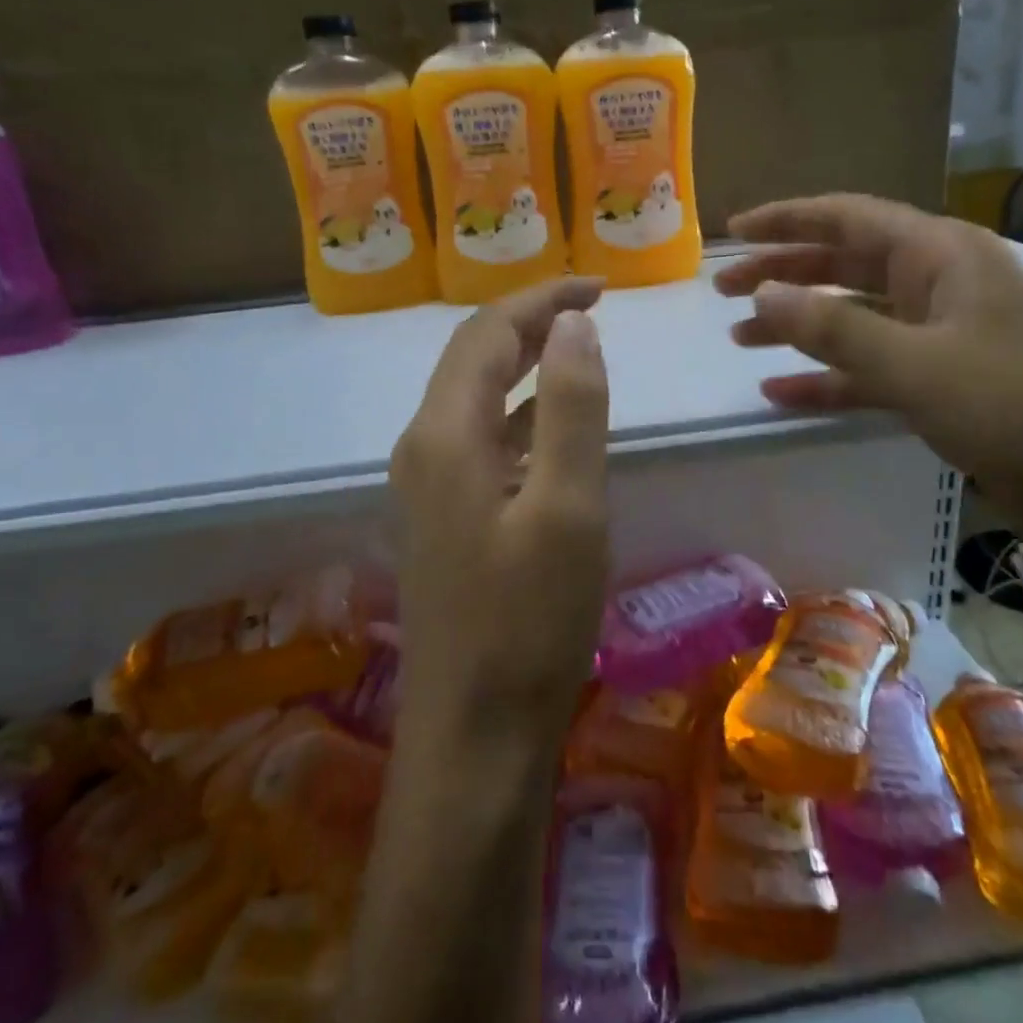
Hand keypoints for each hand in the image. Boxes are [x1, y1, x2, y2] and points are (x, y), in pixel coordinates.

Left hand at [390, 278, 610, 749]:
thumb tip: (572, 324)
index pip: (487, 334)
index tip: (599, 287)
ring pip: (475, 400)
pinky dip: (520, 415)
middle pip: (472, 359)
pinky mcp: (444, 521)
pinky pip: (481, 441)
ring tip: (578, 350)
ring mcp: (427, 488)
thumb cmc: (528, 622)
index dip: (540, 299)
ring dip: (524, 366)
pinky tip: (554, 428)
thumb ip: (572, 407)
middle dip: (529, 323)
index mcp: (445, 434)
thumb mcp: (568, 507)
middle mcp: (423, 449)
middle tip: (591, 308)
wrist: (473, 736)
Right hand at [716, 194, 1022, 570]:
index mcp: (941, 255)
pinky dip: (828, 378)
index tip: (734, 229)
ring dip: (799, 326)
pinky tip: (781, 395)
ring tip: (741, 339)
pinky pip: (871, 367)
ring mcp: (943, 333)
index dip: (788, 221)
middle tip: (724, 292)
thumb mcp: (915, 364)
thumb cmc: (1016, 406)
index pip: (850, 219)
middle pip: (846, 265)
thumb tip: (762, 292)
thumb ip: (833, 328)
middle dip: (784, 274)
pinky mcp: (944, 380)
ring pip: (855, 317)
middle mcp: (941, 283)